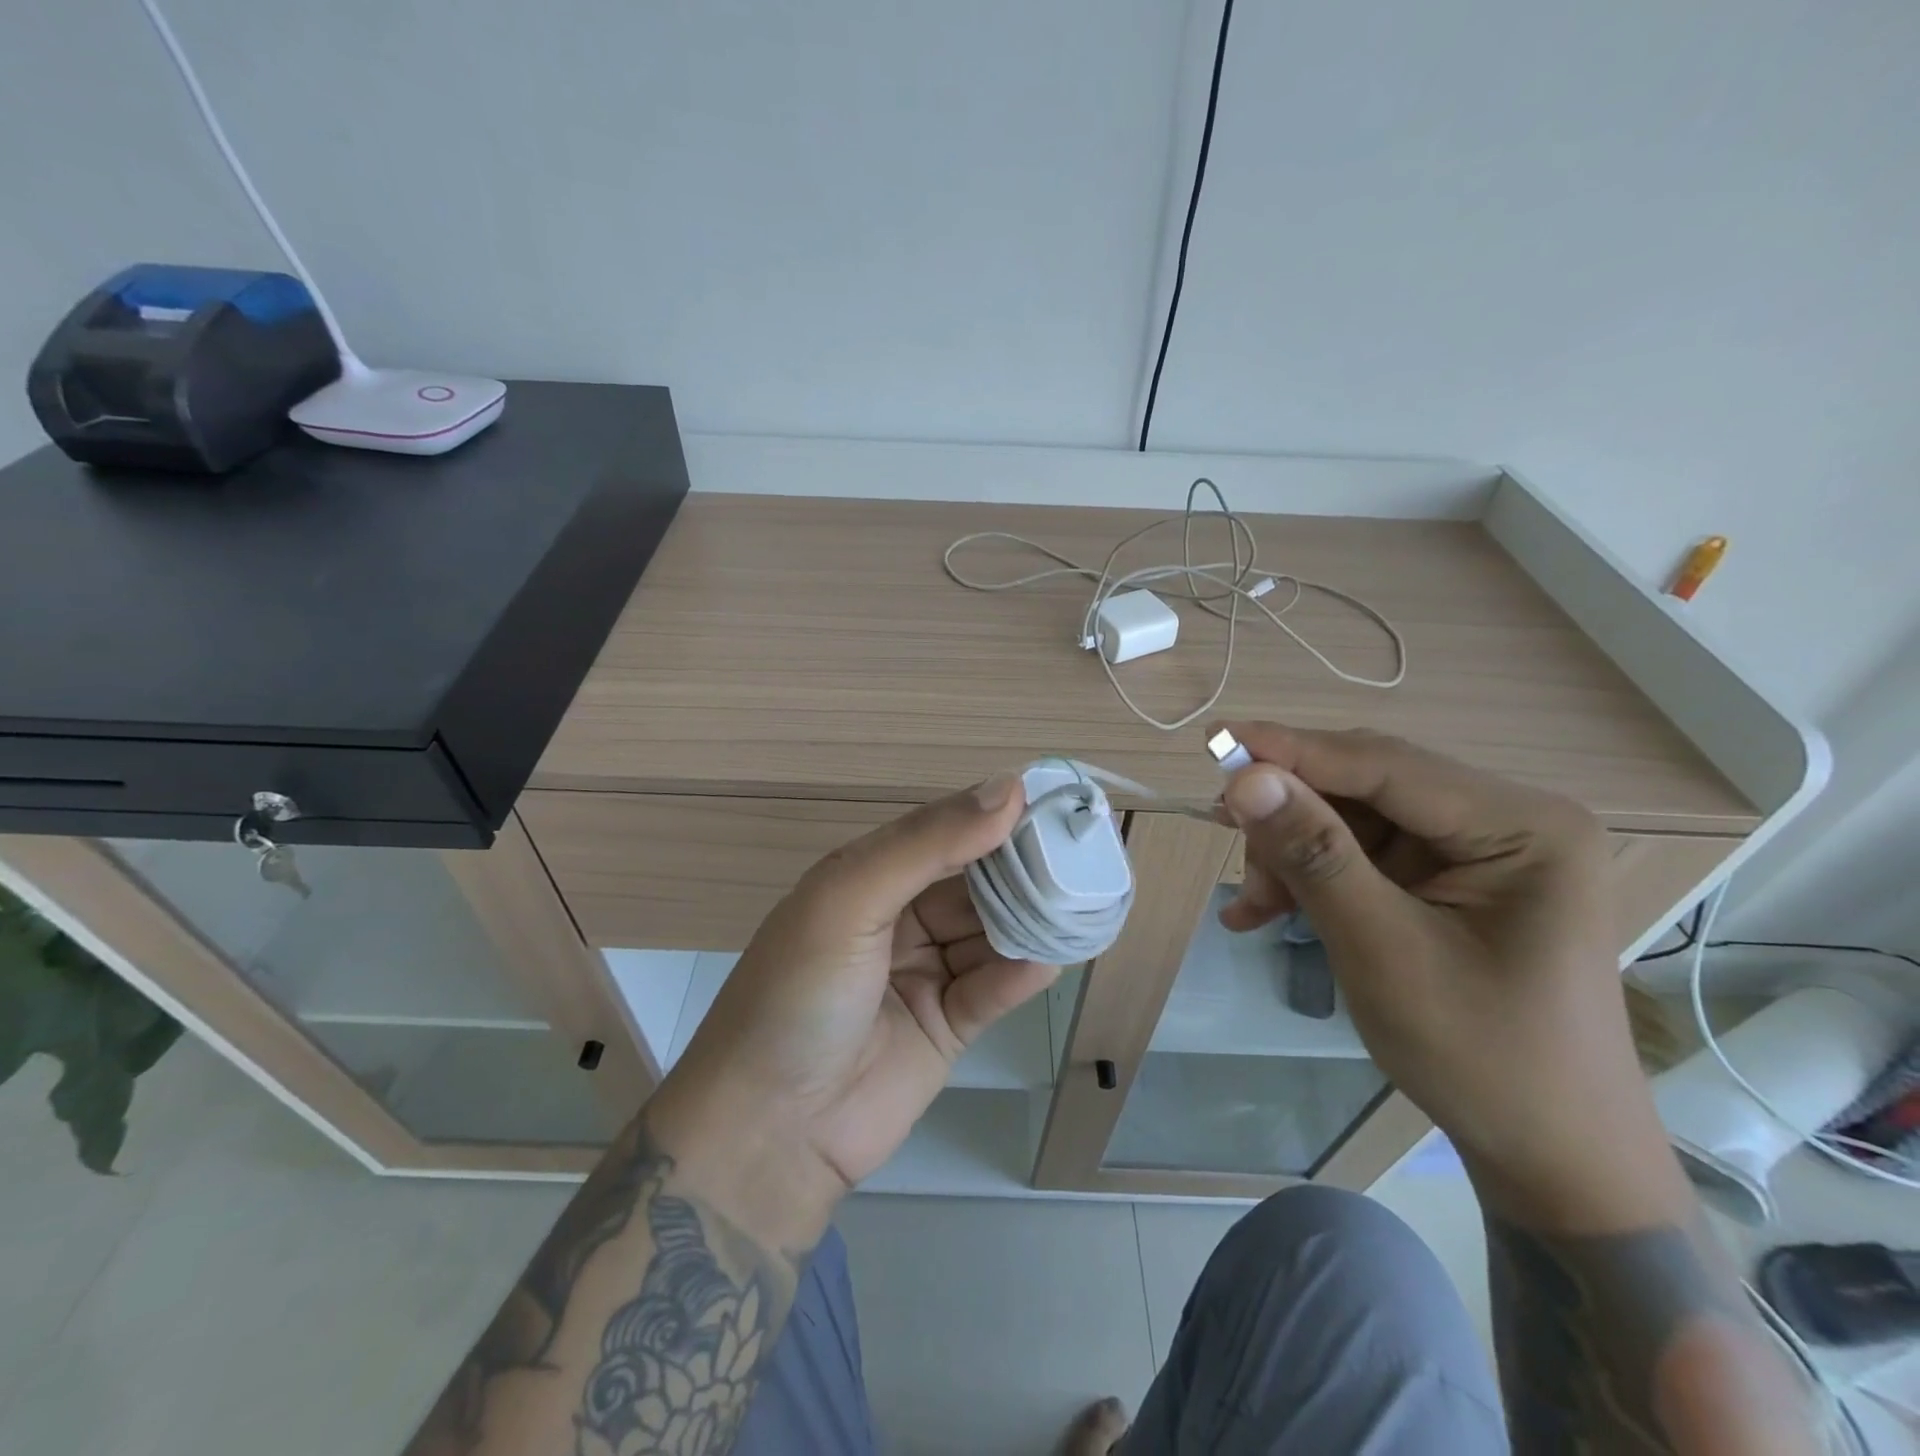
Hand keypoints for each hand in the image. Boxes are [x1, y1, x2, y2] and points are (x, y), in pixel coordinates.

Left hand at [645, 774, 1058, 1247]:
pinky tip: (1051, 958)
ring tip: (1083, 903)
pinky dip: (1021, 973)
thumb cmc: (799, 996)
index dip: (991, 816)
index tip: (1051, 802)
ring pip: (990, 934)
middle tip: (1081, 855)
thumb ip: (927, 845)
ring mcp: (924, 974)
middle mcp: (898, 919)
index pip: (941, 833)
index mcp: (867, 879)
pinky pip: (993, 989)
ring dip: (1030, 920)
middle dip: (1021, 870)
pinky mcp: (947, 1027)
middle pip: (973, 883)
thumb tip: (1007, 789)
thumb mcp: (849, 900)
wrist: (768, 1133)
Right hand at [1215, 721, 1690, 1231]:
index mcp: (1524, 825)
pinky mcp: (1450, 879)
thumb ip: (1315, 855)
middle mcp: (1506, 820)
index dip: (1293, 751)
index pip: (1385, 764)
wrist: (1549, 1154)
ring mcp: (1478, 850)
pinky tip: (1267, 912)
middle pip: (1365, 788)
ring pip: (1352, 821)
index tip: (1214, 742)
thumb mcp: (1383, 950)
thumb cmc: (1482, 1056)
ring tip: (1254, 905)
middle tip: (1223, 837)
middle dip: (1290, 817)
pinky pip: (1361, 856)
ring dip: (1292, 855)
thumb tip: (1244, 778)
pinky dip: (1311, 879)